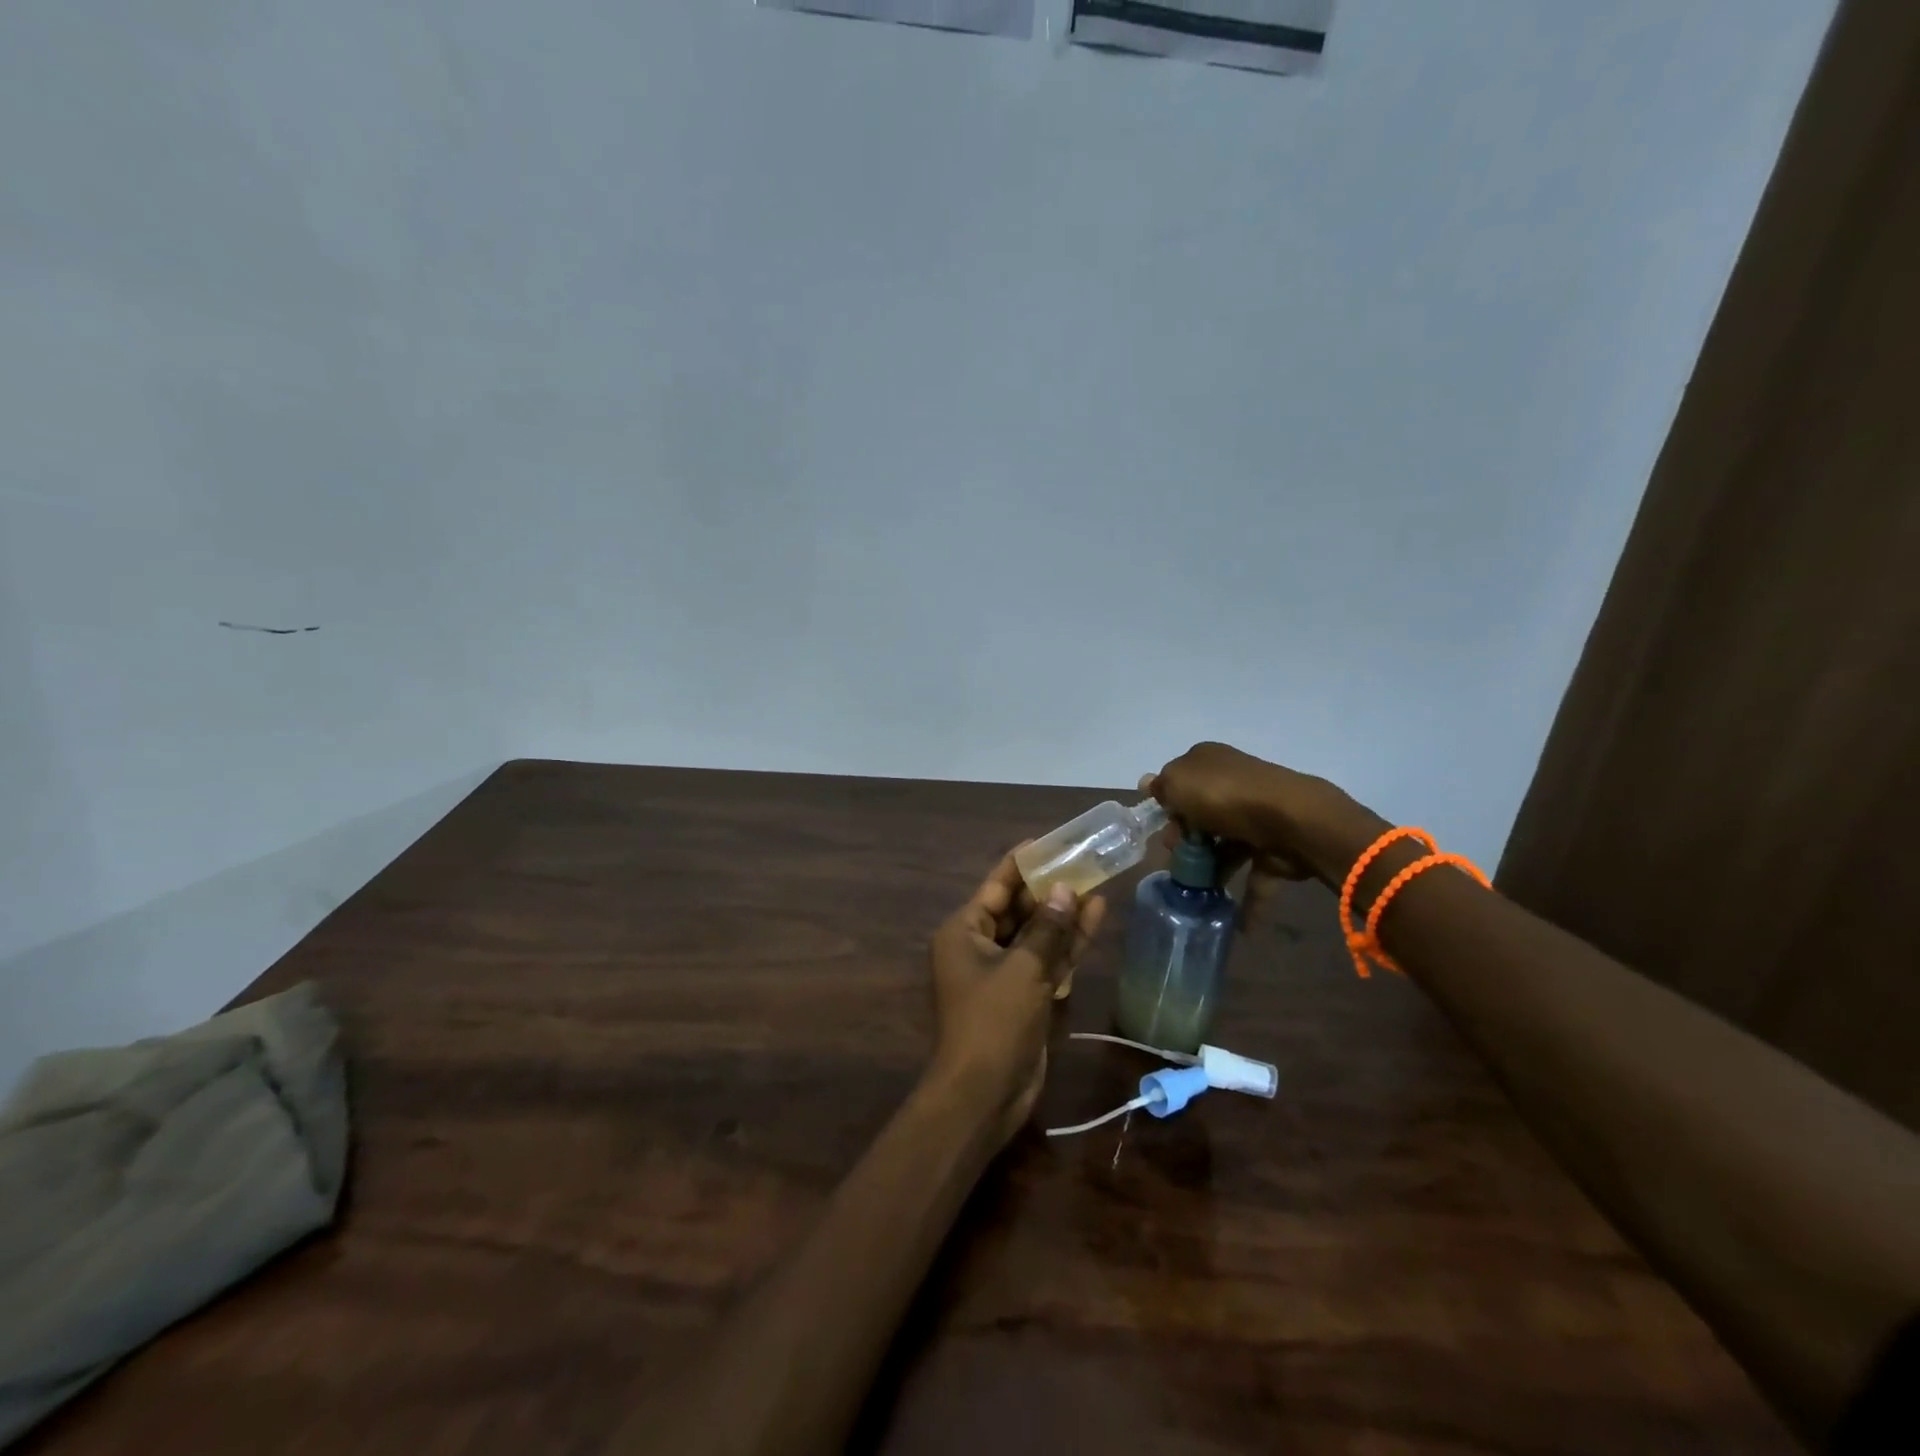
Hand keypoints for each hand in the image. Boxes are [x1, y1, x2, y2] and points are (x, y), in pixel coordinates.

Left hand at [926, 851, 1106, 1146]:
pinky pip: (1047, 960)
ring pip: (1037, 933)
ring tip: (1098, 882)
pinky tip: (1095, 918)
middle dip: (1050, 888)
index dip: (1021, 863)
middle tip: (1082, 861)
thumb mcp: (1023, 969)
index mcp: (964, 931)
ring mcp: (1003, 972)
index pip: (995, 886)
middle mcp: (980, 946)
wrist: (984, 1094)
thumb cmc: (993, 1022)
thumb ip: (1047, 928)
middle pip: (1018, 907)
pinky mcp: (1024, 995)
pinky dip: (1068, 943)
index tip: (1048, 842)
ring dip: (1064, 914)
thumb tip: (1065, 890)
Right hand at [1144, 743, 1345, 918]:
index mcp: (1209, 762)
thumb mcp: (1178, 783)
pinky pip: (1256, 876)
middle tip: (1176, 858)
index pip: (1181, 783)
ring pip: (1227, 846)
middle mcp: (1234, 784)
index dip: (1168, 806)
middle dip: (1186, 840)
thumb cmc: (1223, 796)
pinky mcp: (1276, 848)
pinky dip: (1248, 901)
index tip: (1159, 829)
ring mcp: (1258, 817)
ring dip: (1211, 870)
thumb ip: (1161, 787)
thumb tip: (1148, 783)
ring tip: (1195, 894)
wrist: (1291, 820)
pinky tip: (1236, 926)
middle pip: (1202, 816)